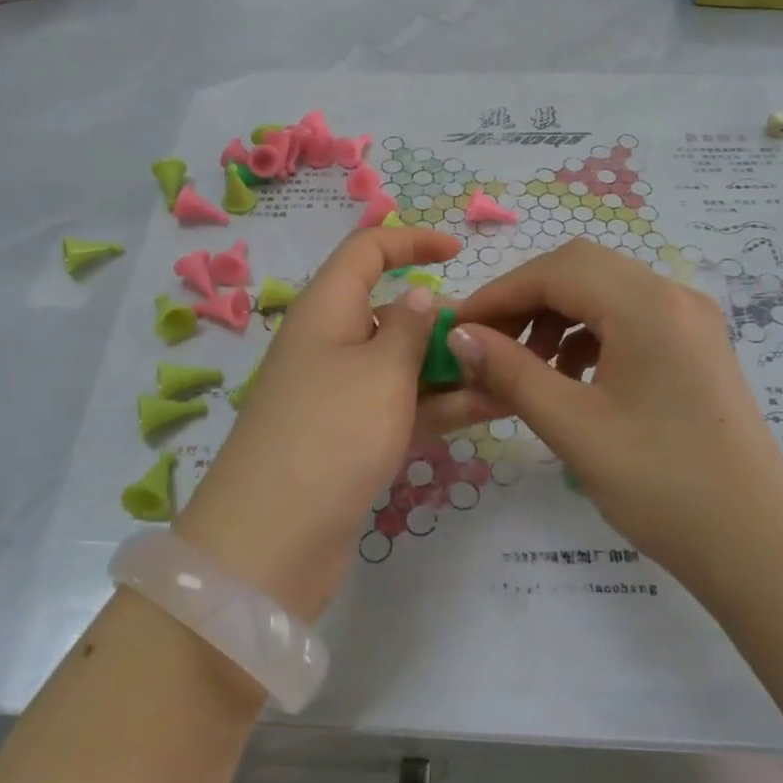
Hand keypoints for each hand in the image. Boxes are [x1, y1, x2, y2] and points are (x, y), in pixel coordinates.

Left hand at [174, 227, 472, 620]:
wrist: (271, 541)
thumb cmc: (331, 433)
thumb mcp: (381, 370)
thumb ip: (411, 328)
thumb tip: (420, 297)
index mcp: (326, 310)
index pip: (366, 251)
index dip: (411, 241)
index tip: (458, 251)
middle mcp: (330, 344)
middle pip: (391, 312)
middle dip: (444, 320)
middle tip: (498, 337)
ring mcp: (339, 395)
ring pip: (403, 365)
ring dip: (452, 368)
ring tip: (511, 375)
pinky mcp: (350, 439)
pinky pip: (401, 406)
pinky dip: (440, 405)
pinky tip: (490, 409)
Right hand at [447, 239, 782, 582]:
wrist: (757, 546)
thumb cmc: (661, 485)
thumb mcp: (573, 426)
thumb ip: (510, 371)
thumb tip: (459, 336)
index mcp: (648, 304)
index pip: (556, 270)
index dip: (499, 293)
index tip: (457, 328)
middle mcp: (673, 295)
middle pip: (581, 269)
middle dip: (526, 300)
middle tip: (487, 344)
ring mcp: (691, 319)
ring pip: (605, 291)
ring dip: (556, 316)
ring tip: (526, 367)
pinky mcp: (697, 346)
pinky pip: (630, 317)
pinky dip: (588, 334)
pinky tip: (570, 376)